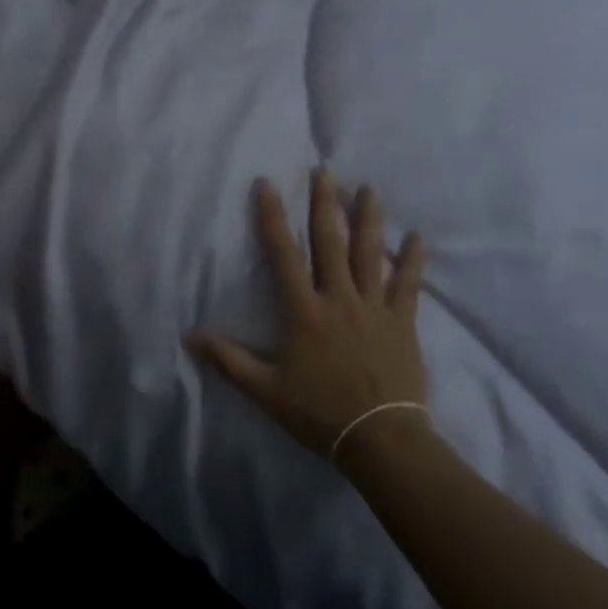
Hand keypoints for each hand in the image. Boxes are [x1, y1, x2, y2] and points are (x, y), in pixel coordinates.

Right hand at [189, 171, 429, 466]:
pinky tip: (417, 236)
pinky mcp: (402, 322)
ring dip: (368, 219)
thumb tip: (190, 336)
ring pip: (370, 254)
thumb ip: (228, 360)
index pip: (283, 254)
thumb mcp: (265, 390)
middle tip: (325, 170)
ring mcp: (374, 308)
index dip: (273, 217)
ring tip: (368, 188)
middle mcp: (338, 298)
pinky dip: (412, 260)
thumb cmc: (318, 411)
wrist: (380, 438)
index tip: (268, 184)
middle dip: (325, 204)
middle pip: (330, 242)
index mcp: (304, 311)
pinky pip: (408, 285)